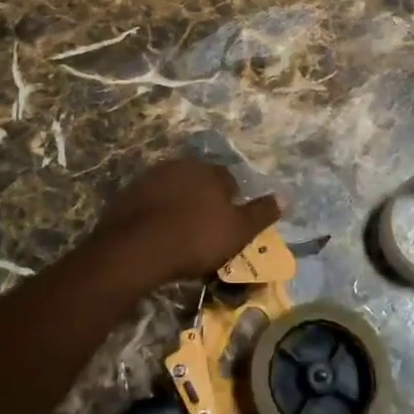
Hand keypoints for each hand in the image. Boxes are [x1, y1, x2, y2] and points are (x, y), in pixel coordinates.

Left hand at [86, 158, 280, 287]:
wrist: (137, 248)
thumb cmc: (196, 239)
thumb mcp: (238, 231)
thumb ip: (261, 213)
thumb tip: (286, 197)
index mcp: (210, 171)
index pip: (228, 180)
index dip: (230, 202)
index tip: (227, 225)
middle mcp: (181, 165)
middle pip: (199, 181)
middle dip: (203, 200)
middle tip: (204, 230)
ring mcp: (151, 177)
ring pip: (173, 189)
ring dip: (178, 205)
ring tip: (178, 234)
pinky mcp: (128, 193)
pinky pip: (149, 201)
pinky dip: (155, 213)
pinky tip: (155, 235)